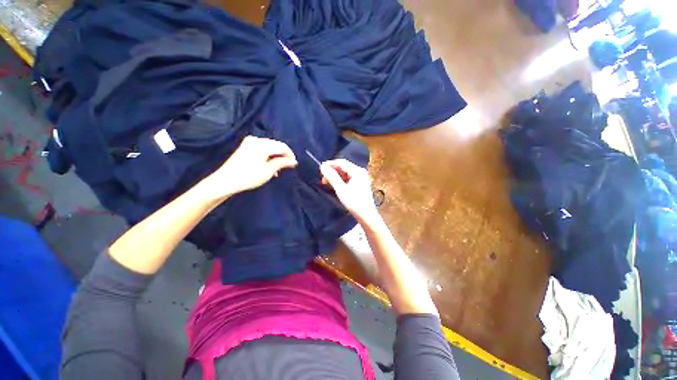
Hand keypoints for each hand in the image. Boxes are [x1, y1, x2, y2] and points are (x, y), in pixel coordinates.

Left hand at [203, 136, 296, 199]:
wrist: (226, 181)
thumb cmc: (249, 176)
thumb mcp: (268, 171)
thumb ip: (282, 163)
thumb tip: (293, 161)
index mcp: (262, 144)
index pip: (282, 146)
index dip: (290, 155)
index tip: (294, 164)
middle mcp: (256, 139)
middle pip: (276, 145)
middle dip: (283, 155)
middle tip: (287, 166)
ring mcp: (249, 142)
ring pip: (269, 147)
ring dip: (276, 156)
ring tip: (278, 169)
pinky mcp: (245, 146)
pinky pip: (262, 148)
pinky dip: (268, 155)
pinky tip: (269, 165)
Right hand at [320, 159, 379, 224]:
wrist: (366, 216)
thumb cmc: (354, 202)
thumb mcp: (341, 189)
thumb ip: (332, 177)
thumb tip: (322, 166)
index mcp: (357, 171)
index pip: (341, 162)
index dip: (330, 164)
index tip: (320, 169)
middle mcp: (360, 172)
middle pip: (344, 167)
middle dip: (332, 171)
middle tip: (323, 178)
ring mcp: (361, 178)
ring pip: (345, 173)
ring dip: (336, 176)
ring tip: (327, 182)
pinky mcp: (360, 184)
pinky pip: (348, 178)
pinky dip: (341, 180)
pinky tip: (335, 185)